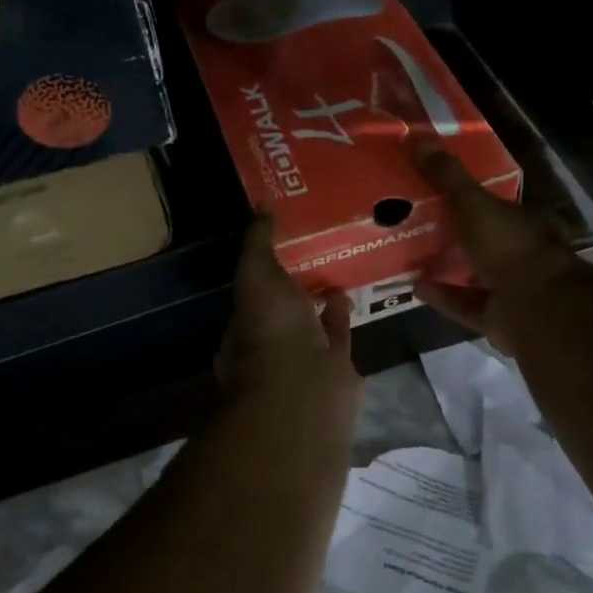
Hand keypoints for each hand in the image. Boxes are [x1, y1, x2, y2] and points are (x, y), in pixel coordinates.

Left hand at [217, 214, 362, 423]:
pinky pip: (337, 335)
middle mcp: (270, 344)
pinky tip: (349, 292)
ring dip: (319, 300)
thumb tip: (261, 205)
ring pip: (310, 323)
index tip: (279, 242)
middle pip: (282, 309)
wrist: (306, 387)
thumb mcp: (257, 275)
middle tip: (311, 250)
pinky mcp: (334, 368)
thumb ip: (258, 243)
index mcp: (243, 324)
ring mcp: (303, 358)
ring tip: (334, 267)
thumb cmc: (270, 330)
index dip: (262, 268)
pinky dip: (341, 315)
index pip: (250, 292)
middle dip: (292, 286)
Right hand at [411, 137, 584, 355]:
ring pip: (473, 273)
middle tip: (414, 223)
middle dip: (454, 233)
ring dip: (446, 265)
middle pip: (481, 239)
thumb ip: (446, 176)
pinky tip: (414, 286)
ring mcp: (509, 287)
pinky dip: (442, 295)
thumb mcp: (473, 203)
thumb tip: (415, 137)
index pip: (492, 204)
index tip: (433, 191)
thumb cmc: (508, 246)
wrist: (534, 306)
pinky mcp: (496, 317)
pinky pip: (463, 303)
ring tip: (409, 255)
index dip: (465, 197)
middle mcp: (518, 252)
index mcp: (520, 221)